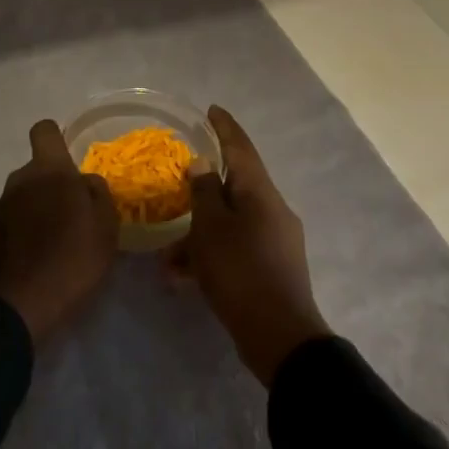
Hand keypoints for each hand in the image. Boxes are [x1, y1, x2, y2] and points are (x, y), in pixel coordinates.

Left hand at [0, 120, 118, 344]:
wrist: (17, 306)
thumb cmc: (71, 259)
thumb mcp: (105, 225)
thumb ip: (97, 193)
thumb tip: (85, 181)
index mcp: (48, 170)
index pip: (44, 130)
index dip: (57, 139)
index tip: (71, 162)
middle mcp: (19, 179)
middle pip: (37, 170)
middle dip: (53, 185)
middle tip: (75, 216)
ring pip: (25, 196)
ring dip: (39, 210)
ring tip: (57, 243)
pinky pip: (13, 221)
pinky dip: (24, 232)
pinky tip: (38, 258)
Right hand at [170, 106, 330, 385]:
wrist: (280, 337)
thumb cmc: (241, 272)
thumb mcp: (211, 229)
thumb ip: (204, 191)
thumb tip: (202, 163)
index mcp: (260, 192)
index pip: (241, 148)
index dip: (225, 127)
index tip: (211, 110)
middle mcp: (272, 209)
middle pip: (234, 187)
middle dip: (201, 193)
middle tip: (176, 188)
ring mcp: (275, 240)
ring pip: (230, 224)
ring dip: (199, 235)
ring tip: (168, 260)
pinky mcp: (271, 267)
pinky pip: (235, 248)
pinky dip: (211, 256)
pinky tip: (183, 278)